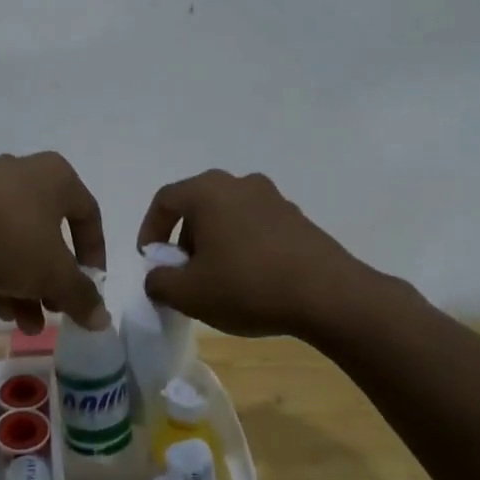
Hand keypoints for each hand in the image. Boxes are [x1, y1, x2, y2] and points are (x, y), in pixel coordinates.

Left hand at [0, 153, 108, 333]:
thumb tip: (102, 319)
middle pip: (48, 232)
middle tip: (54, 310)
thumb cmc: (12, 238)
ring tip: (27, 326)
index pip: (88, 214)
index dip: (95, 254)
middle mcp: (22, 174)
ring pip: (15, 241)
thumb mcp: (54, 273)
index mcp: (55, 177)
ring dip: (25, 285)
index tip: (91, 286)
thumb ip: (81, 296)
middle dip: (53, 279)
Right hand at [136, 169, 391, 337]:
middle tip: (183, 274)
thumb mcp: (189, 294)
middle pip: (198, 206)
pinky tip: (250, 281)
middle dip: (184, 240)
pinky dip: (243, 247)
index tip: (152, 261)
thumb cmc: (247, 286)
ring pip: (228, 216)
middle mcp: (240, 184)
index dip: (151, 230)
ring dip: (214, 244)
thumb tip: (157, 276)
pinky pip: (256, 227)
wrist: (329, 296)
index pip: (165, 200)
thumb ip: (159, 282)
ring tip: (217, 281)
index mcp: (208, 191)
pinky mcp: (298, 219)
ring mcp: (273, 198)